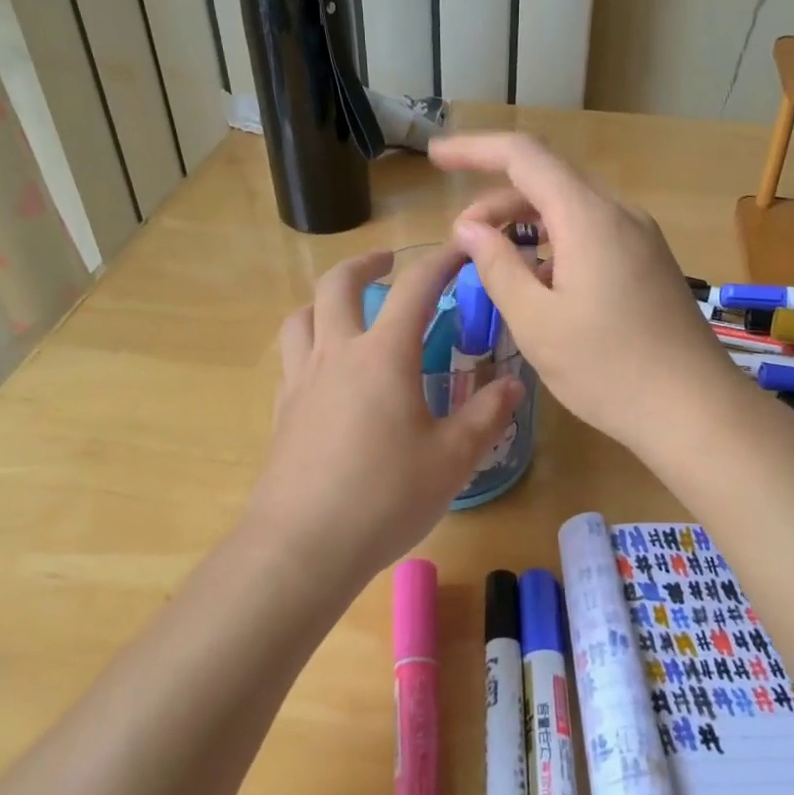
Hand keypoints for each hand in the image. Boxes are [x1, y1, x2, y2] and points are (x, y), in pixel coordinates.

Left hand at [244, 246, 523, 589]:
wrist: (301, 546)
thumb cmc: (384, 497)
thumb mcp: (452, 459)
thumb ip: (485, 416)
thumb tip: (511, 385)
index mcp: (383, 355)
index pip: (415, 288)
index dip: (440, 260)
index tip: (460, 248)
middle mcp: (337, 354)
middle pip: (338, 285)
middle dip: (365, 264)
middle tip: (386, 263)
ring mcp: (302, 381)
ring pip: (302, 317)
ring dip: (325, 300)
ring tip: (347, 310)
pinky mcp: (282, 412)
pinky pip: (292, 359)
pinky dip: (310, 345)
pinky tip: (328, 373)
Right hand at [429, 132, 740, 453]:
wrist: (697, 410)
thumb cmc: (609, 369)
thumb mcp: (537, 322)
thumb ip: (497, 267)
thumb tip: (470, 229)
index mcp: (588, 217)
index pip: (523, 156)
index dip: (474, 149)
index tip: (435, 158)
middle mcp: (618, 214)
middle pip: (547, 182)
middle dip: (496, 202)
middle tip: (461, 241)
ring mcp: (640, 238)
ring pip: (570, 210)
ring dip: (525, 226)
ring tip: (494, 265)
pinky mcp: (648, 263)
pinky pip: (592, 235)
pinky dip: (555, 245)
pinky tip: (541, 286)